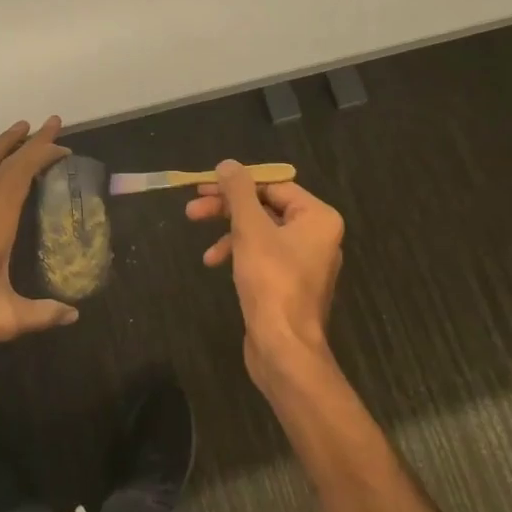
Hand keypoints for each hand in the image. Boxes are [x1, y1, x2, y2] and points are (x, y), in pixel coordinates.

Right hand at [187, 161, 344, 385]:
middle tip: (193, 210)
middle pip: (265, 208)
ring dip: (228, 233)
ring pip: (260, 232)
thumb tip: (228, 164)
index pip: (273, 185)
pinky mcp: (289, 283)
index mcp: (318, 217)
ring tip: (202, 246)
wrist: (283, 348)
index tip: (203, 187)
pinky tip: (214, 263)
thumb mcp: (250, 229)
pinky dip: (238, 254)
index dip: (236, 184)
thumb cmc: (271, 281)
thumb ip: (238, 192)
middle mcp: (317, 235)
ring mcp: (304, 261)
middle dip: (227, 209)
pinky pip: (262, 255)